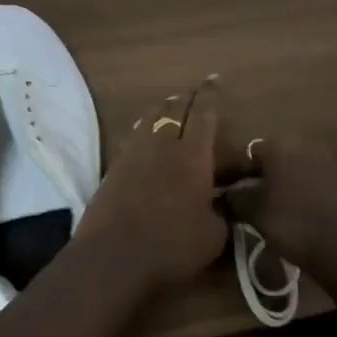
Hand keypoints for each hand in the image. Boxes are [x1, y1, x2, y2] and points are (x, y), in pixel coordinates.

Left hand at [77, 80, 228, 294]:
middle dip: (187, 97)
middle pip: (174, 108)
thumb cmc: (171, 247)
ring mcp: (134, 152)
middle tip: (194, 92)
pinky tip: (147, 135)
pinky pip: (135, 135)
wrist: (113, 257)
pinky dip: (145, 128)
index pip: (204, 114)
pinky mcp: (114, 166)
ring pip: (150, 118)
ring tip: (171, 106)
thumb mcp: (213, 236)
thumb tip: (223, 202)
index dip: (210, 95)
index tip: (213, 79)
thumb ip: (222, 213)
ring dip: (163, 108)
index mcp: (192, 155)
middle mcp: (162, 144)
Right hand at [218, 136, 336, 284]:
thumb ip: (233, 199)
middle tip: (244, 201)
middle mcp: (301, 145)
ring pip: (289, 170)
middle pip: (269, 159)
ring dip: (277, 185)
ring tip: (266, 210)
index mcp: (278, 145)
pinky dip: (296, 193)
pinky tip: (289, 214)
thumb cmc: (291, 222)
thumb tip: (217, 197)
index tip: (224, 193)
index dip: (232, 173)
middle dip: (256, 177)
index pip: (246, 153)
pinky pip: (307, 182)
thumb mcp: (253, 211)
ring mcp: (323, 162)